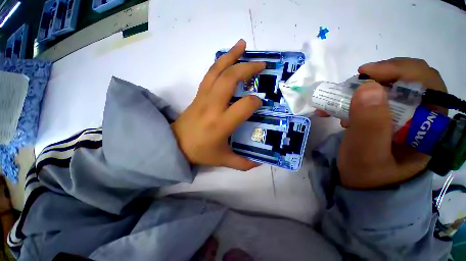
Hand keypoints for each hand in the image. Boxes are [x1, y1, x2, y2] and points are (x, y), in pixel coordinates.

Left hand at [171, 40, 264, 170]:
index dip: (255, 102)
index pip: (244, 106)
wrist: (175, 144)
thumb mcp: (223, 160)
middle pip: (230, 80)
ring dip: (231, 56)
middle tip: (262, 64)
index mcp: (221, 123)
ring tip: (242, 45)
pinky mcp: (199, 93)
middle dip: (247, 69)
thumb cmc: (200, 152)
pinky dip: (219, 62)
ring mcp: (204, 97)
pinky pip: (210, 74)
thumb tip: (259, 162)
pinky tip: (228, 56)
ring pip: (217, 71)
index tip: (260, 103)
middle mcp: (212, 106)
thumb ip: (242, 163)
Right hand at [320, 58, 446, 187]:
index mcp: (430, 127)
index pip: (428, 84)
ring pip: (389, 88)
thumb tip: (368, 87)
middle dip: (379, 77)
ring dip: (361, 90)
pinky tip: (338, 110)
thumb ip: (370, 123)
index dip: (400, 70)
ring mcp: (404, 117)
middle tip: (353, 84)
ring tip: (338, 102)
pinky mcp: (387, 118)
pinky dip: (354, 100)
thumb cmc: (366, 174)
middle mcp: (422, 118)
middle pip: (409, 81)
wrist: (360, 184)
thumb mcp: (366, 153)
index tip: (366, 73)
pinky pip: (374, 100)